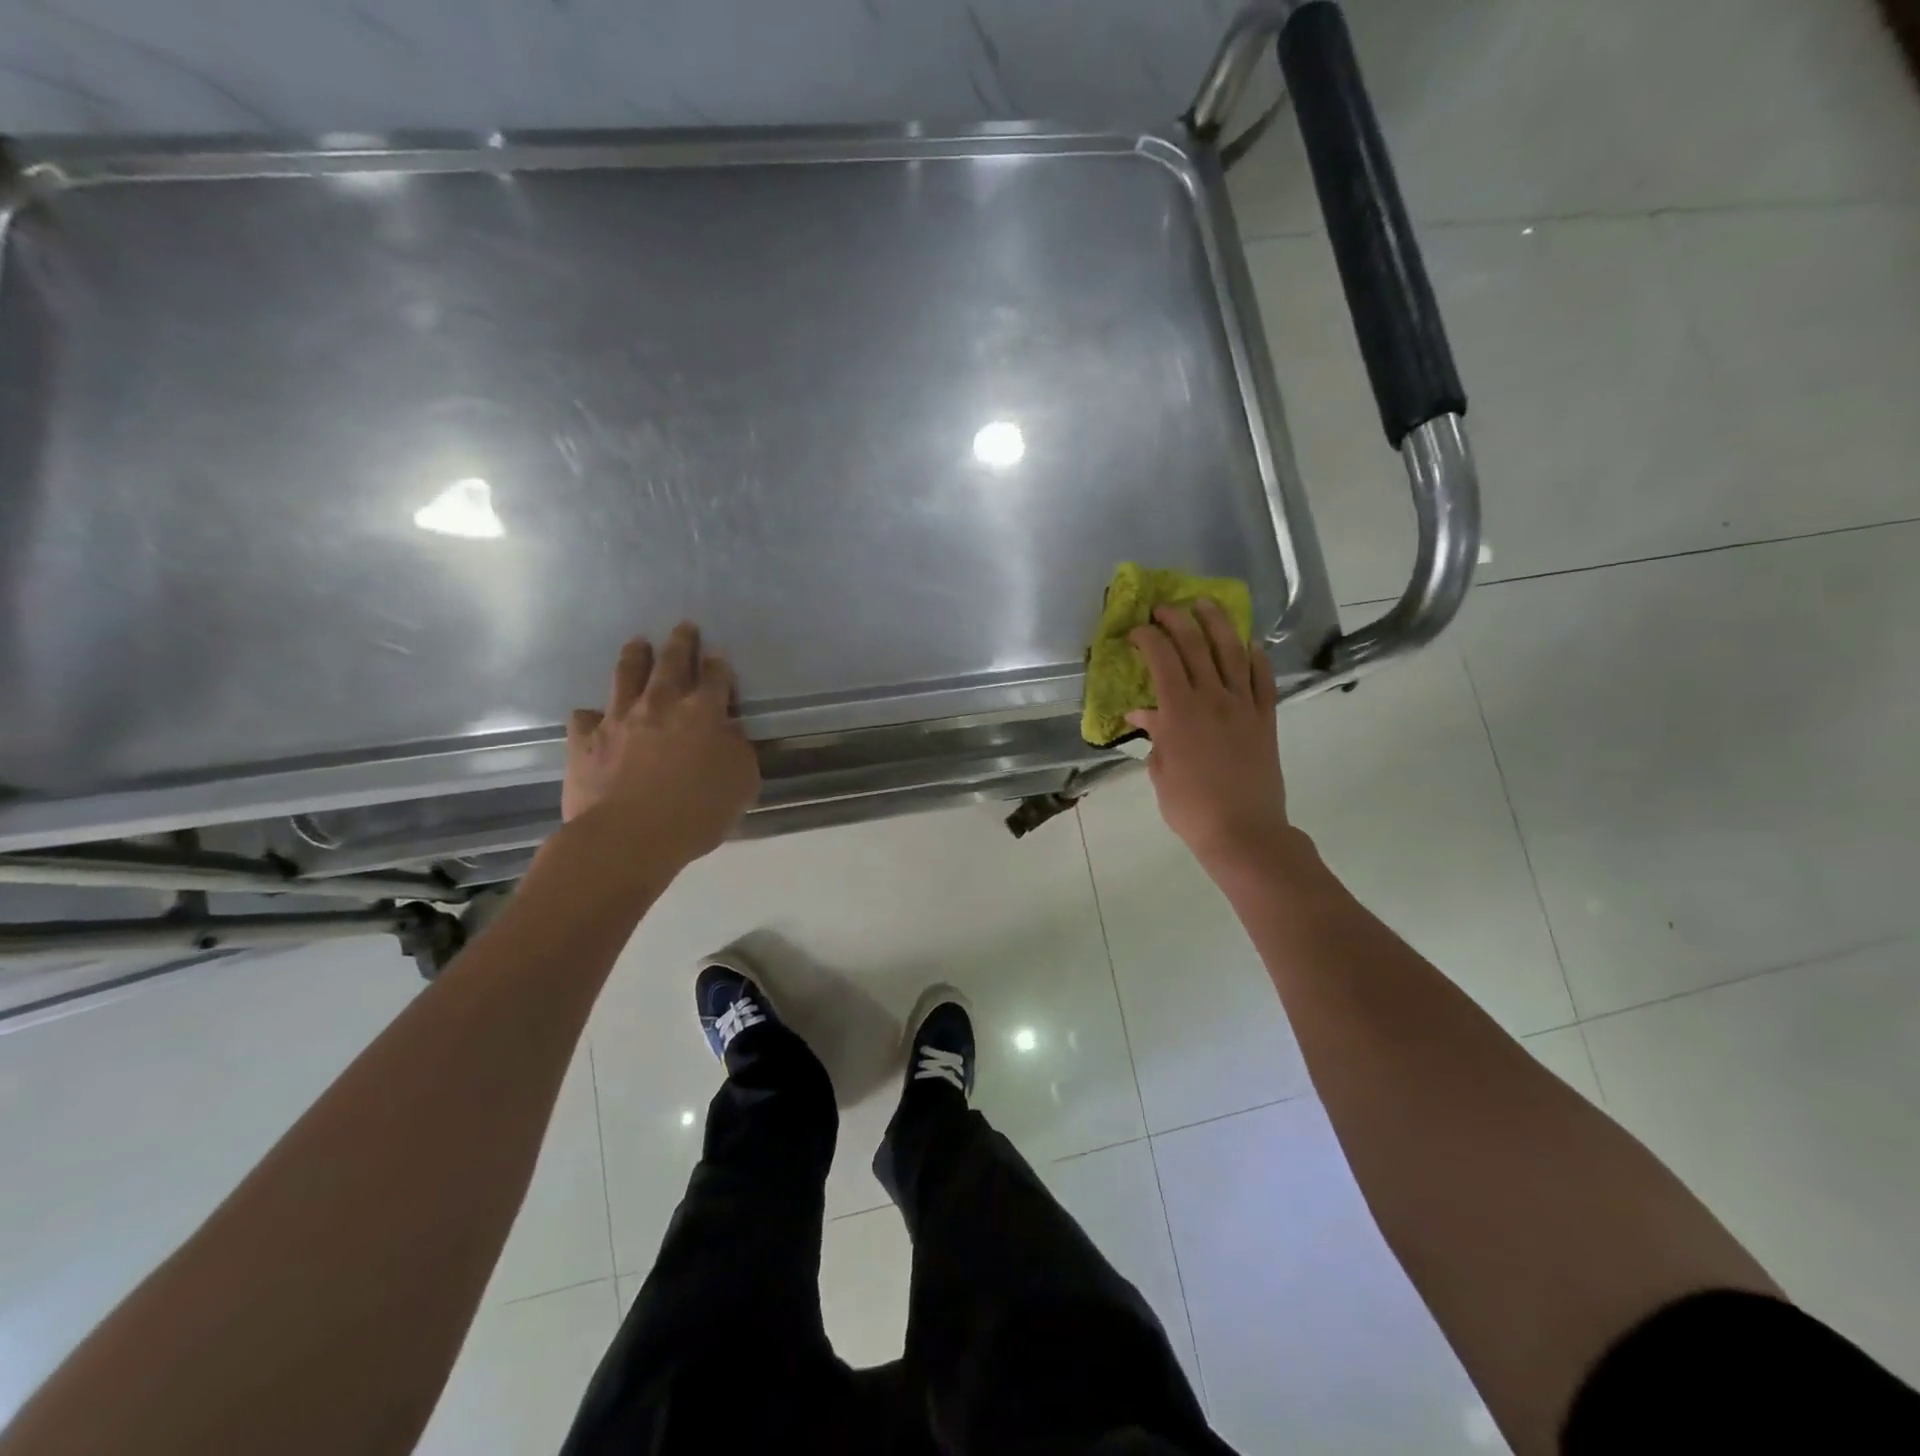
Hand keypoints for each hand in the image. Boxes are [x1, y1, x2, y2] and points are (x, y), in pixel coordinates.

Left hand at [561, 623, 760, 865]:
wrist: (627, 837)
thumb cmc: (696, 813)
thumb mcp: (741, 784)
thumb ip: (738, 751)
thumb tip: (729, 733)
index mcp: (703, 713)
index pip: (716, 678)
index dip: (719, 665)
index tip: (719, 656)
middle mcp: (661, 705)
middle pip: (672, 663)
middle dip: (681, 643)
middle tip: (683, 626)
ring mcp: (619, 719)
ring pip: (626, 676)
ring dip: (635, 657)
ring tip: (638, 643)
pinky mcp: (585, 741)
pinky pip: (585, 718)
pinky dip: (592, 715)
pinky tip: (593, 717)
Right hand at [1126, 600, 1290, 868]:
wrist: (1243, 831)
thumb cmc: (1190, 807)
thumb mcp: (1160, 771)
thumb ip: (1154, 735)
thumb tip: (1142, 712)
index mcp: (1179, 712)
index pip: (1162, 660)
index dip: (1148, 638)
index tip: (1136, 630)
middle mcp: (1212, 699)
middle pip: (1195, 646)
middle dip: (1176, 620)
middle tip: (1163, 608)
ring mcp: (1243, 706)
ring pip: (1231, 652)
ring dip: (1217, 624)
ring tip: (1206, 605)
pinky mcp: (1265, 719)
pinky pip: (1263, 680)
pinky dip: (1256, 658)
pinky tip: (1249, 645)